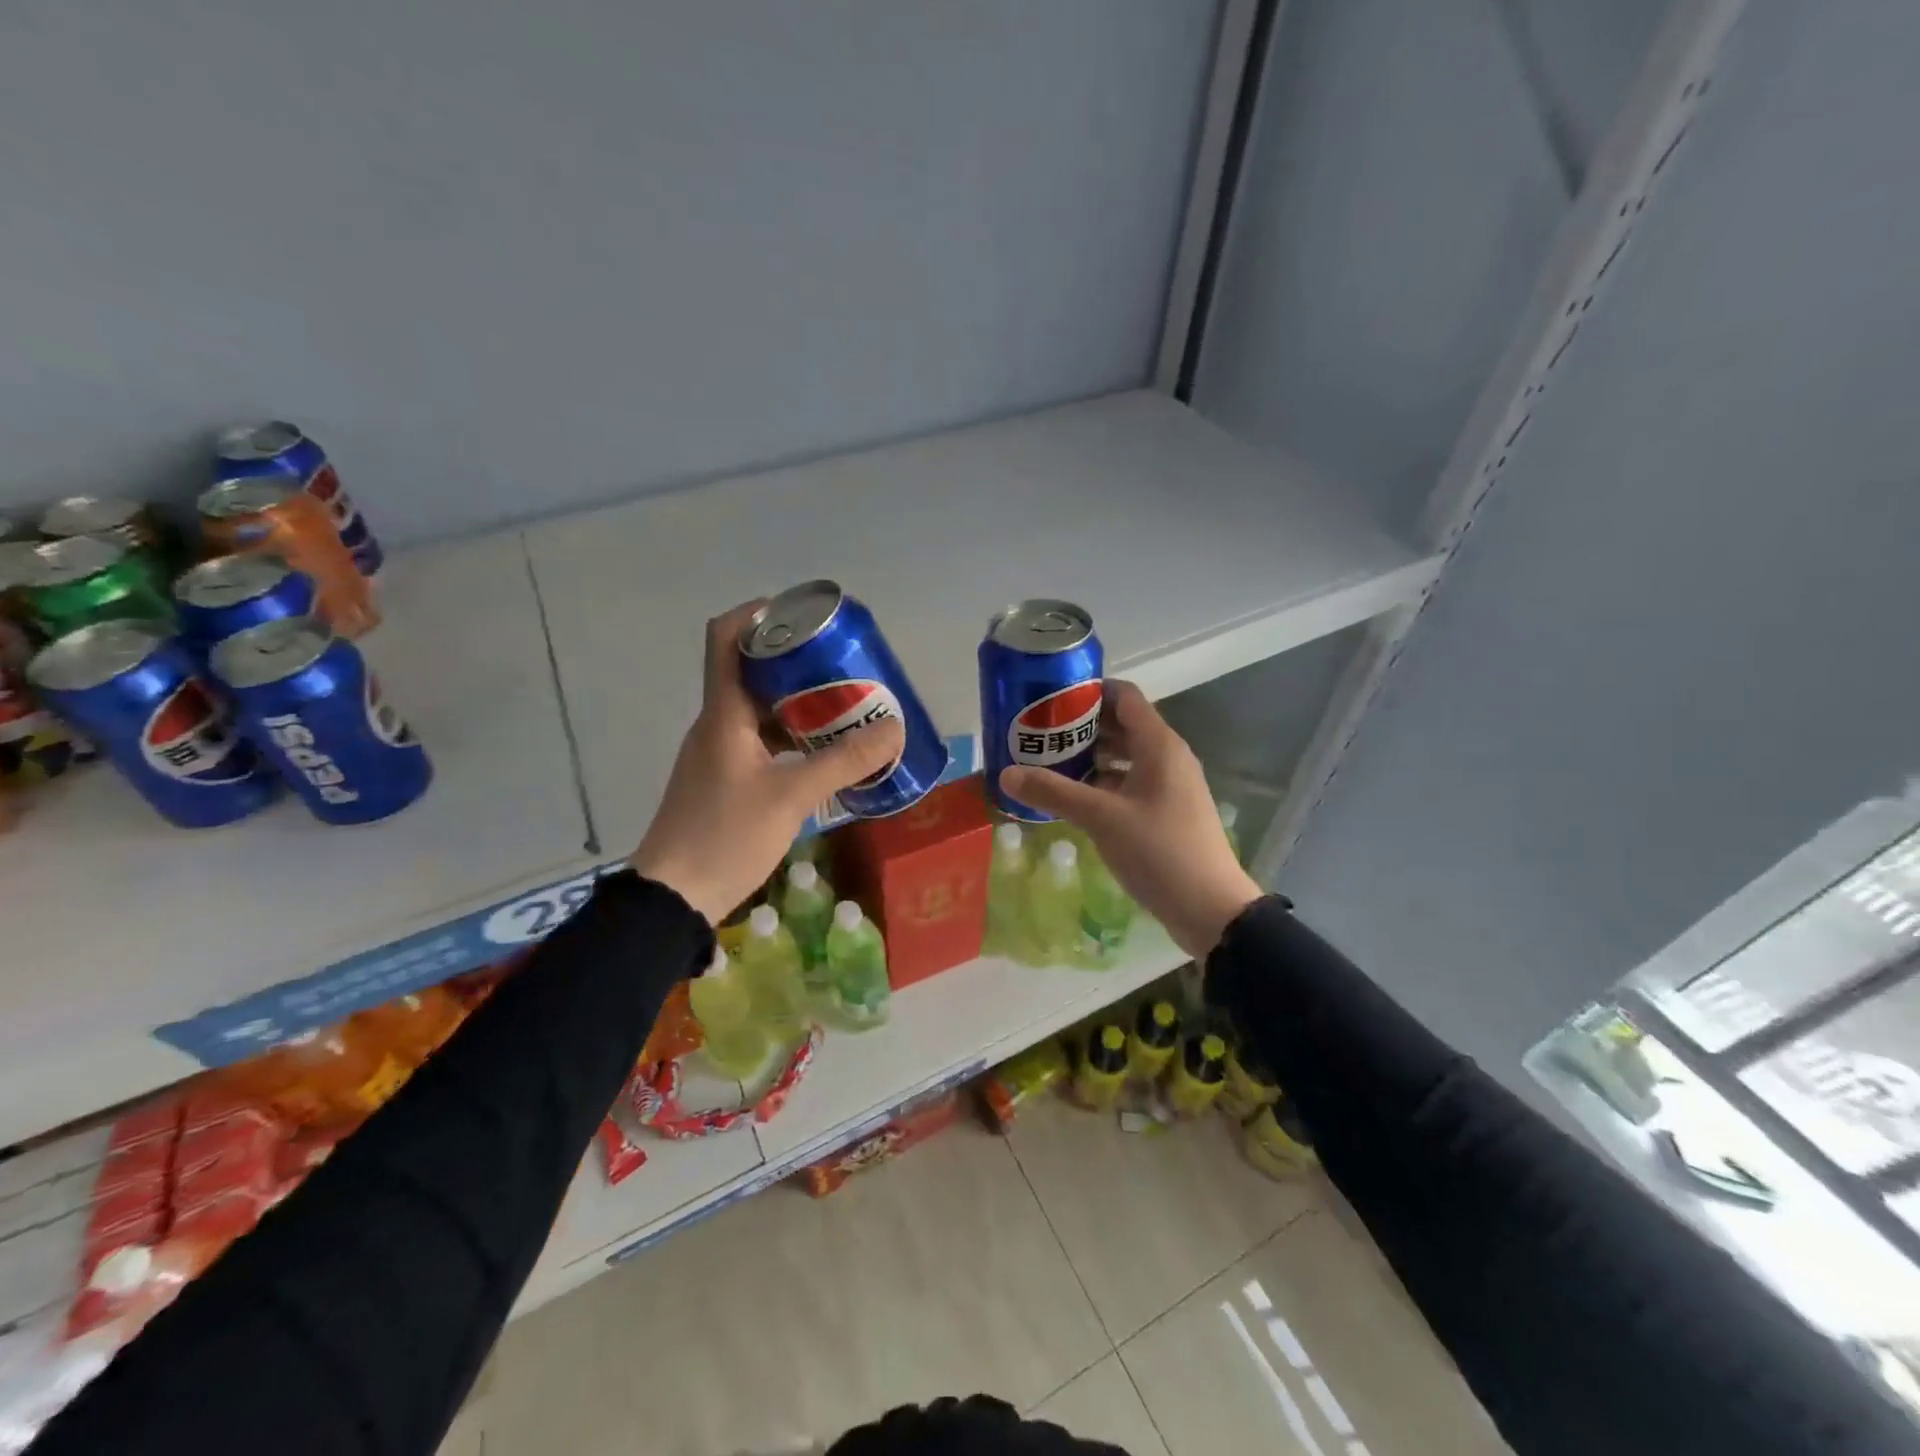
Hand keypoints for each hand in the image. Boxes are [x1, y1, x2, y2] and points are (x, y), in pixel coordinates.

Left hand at [629, 602, 904, 925]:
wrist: (674, 897)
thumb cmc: (726, 836)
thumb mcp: (791, 797)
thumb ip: (843, 762)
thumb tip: (893, 729)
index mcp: (723, 713)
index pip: (725, 638)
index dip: (759, 613)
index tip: (802, 614)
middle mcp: (717, 723)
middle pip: (752, 671)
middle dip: (798, 662)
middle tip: (843, 665)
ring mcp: (718, 753)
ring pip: (760, 709)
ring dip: (799, 703)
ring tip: (845, 706)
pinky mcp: (725, 779)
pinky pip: (761, 741)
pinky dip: (792, 737)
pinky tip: (823, 753)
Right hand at [1000, 680, 1261, 958]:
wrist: (1210, 908)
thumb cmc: (1159, 851)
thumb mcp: (1101, 818)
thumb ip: (1054, 792)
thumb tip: (1006, 773)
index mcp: (1159, 745)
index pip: (1124, 696)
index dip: (1089, 690)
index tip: (1051, 697)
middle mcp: (1168, 756)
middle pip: (1123, 724)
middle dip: (1082, 725)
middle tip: (1040, 732)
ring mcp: (1170, 785)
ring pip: (1126, 756)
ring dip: (1091, 755)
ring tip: (1049, 761)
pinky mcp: (1168, 810)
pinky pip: (1131, 782)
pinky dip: (1104, 782)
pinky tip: (1075, 796)